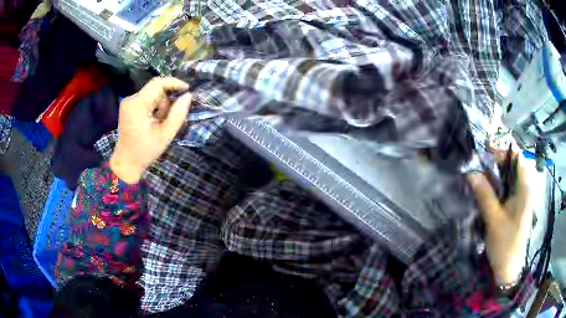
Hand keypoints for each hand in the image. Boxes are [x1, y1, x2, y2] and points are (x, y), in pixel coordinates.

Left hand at [110, 77, 191, 183]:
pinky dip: (154, 108)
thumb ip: (178, 114)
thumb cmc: (145, 151)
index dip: (174, 83)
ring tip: (159, 124)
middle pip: (155, 90)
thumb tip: (188, 96)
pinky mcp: (128, 106)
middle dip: (166, 101)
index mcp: (138, 104)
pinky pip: (146, 99)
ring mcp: (128, 102)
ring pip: (152, 95)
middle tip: (168, 119)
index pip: (158, 83)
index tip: (187, 90)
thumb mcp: (165, 135)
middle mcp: (131, 99)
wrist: (126, 162)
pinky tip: (153, 122)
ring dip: (160, 106)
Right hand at [467, 151, 532, 284]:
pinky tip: (484, 183)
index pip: (516, 155)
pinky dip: (495, 181)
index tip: (484, 142)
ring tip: (477, 165)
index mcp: (524, 187)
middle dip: (495, 155)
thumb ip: (485, 194)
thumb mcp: (494, 220)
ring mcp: (520, 195)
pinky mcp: (514, 203)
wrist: (509, 268)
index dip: (502, 144)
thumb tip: (471, 172)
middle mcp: (524, 186)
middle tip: (476, 154)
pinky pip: (505, 185)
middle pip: (511, 162)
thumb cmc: (506, 244)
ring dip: (494, 168)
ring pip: (507, 173)